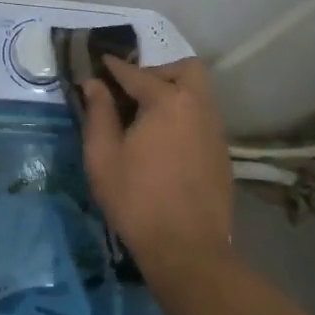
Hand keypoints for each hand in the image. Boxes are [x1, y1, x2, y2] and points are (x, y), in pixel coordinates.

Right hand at [80, 56, 233, 283]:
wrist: (188, 250)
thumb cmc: (137, 199)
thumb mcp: (103, 156)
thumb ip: (98, 113)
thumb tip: (93, 83)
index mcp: (168, 101)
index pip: (135, 73)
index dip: (113, 68)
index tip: (97, 65)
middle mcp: (198, 106)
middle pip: (184, 70)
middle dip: (157, 73)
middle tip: (131, 94)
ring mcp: (215, 130)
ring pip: (197, 94)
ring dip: (172, 94)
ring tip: (144, 120)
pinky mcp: (221, 153)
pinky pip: (201, 119)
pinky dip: (182, 117)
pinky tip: (163, 144)